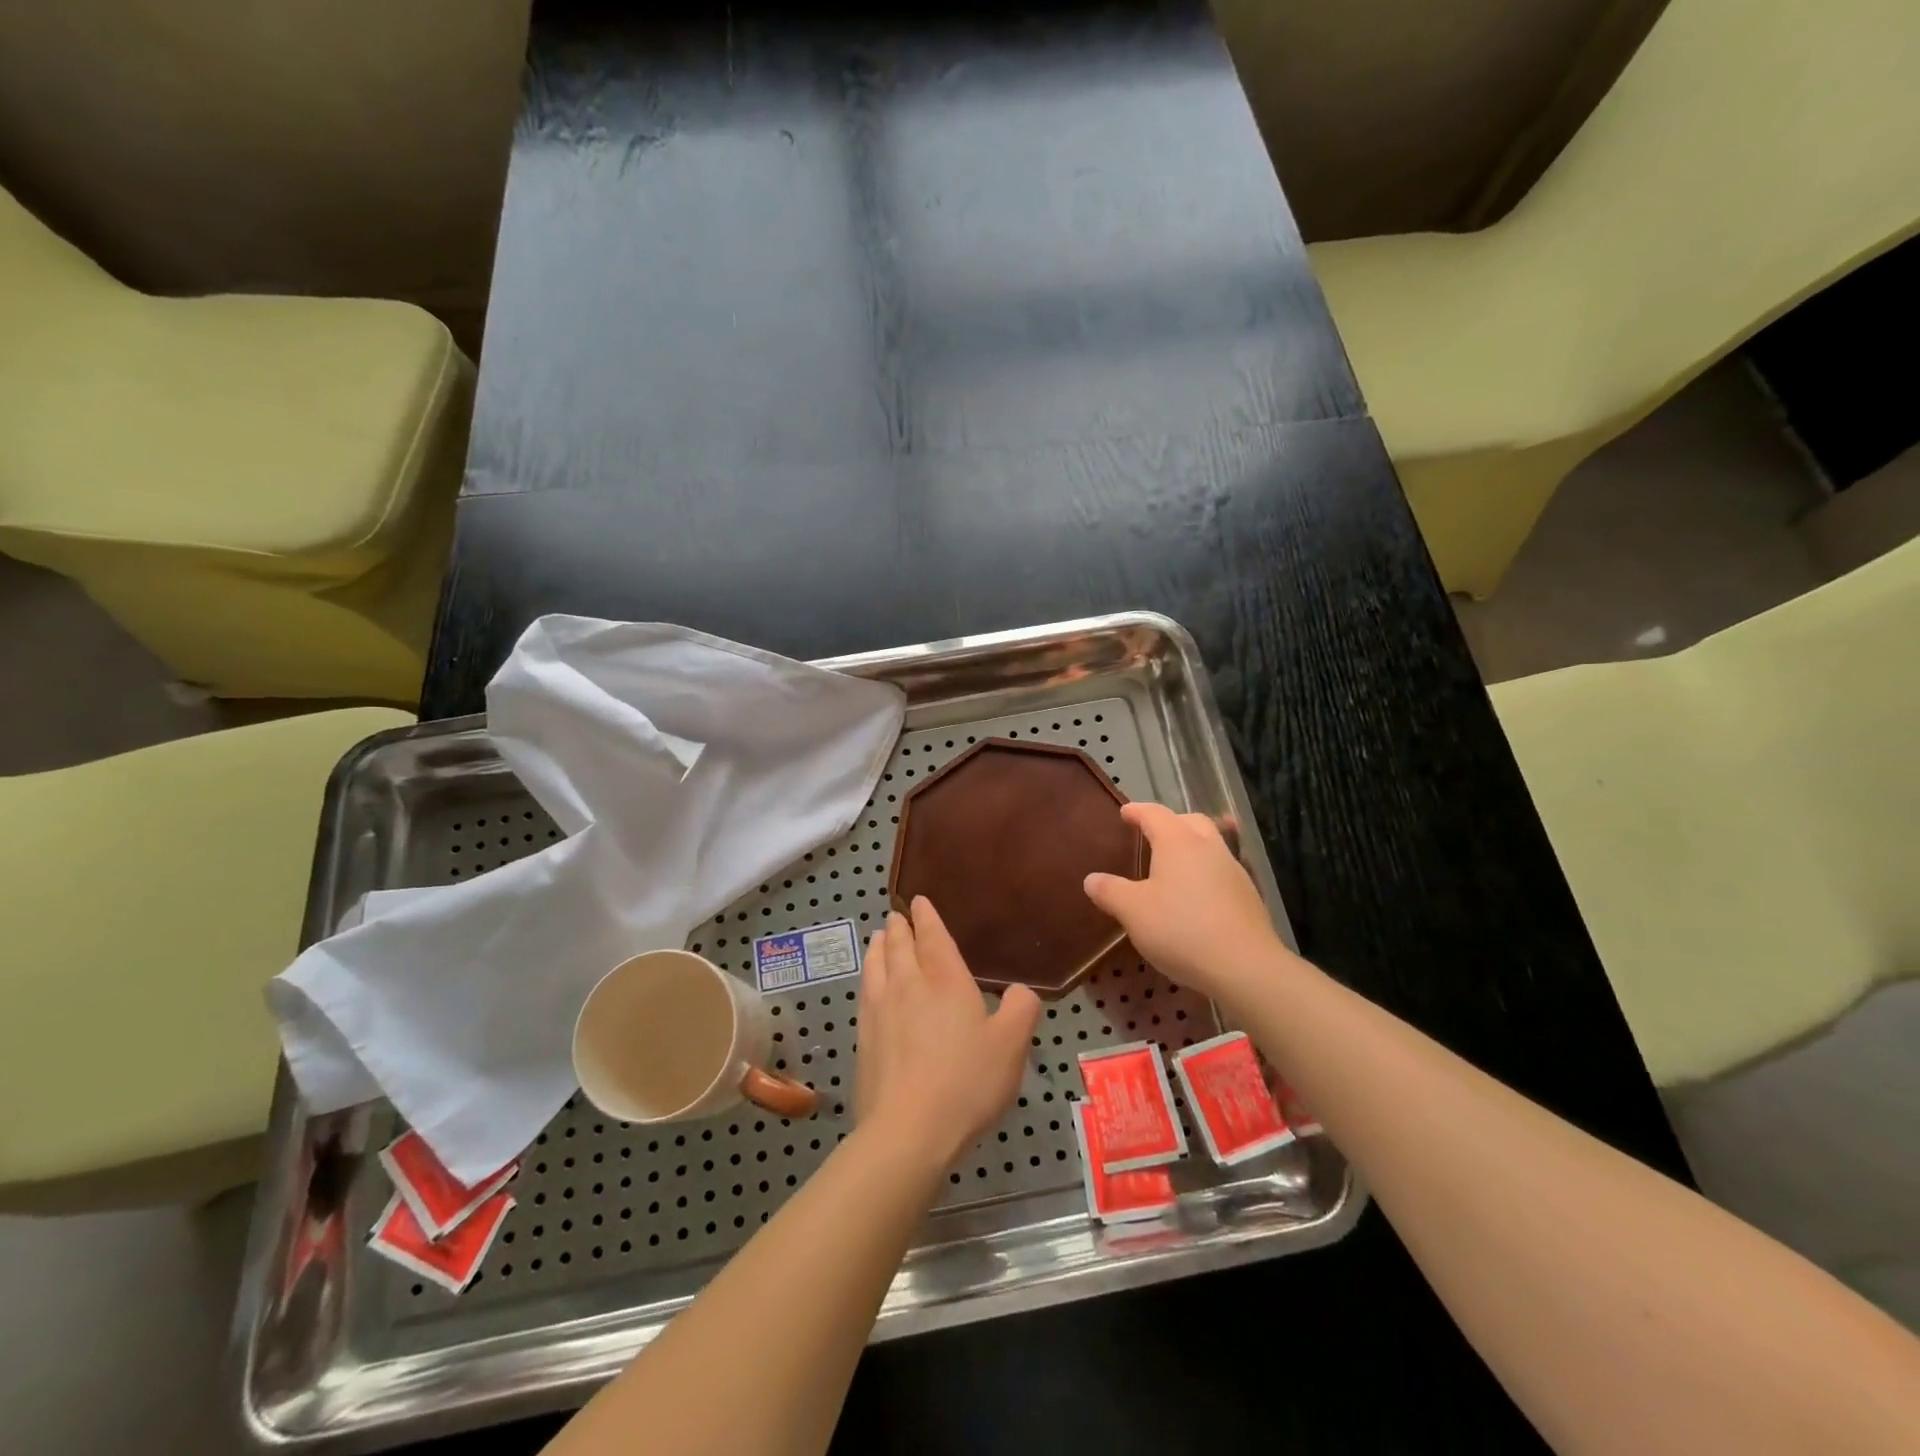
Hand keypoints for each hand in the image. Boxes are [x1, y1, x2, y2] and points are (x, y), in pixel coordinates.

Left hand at [855, 898, 1041, 1170]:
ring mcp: (880, 1010)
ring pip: (876, 964)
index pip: (933, 936)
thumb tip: (1020, 989)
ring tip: (878, 937)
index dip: (927, 917)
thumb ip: (1021, 1009)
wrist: (909, 1129)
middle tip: (898, 916)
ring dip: (879, 946)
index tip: (918, 900)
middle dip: (900, 927)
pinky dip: (868, 975)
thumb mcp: (1012, 1045)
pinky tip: (870, 984)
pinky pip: (865, 991)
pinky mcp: (864, 1036)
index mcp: (945, 980)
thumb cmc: (967, 1081)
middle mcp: (908, 985)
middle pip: (899, 945)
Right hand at [1083, 802, 1295, 1002]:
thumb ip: (1110, 891)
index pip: (1154, 814)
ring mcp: (1234, 871)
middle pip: (1191, 821)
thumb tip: (1092, 879)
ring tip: (1174, 867)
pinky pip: (1222, 872)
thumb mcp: (1133, 912)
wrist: (1245, 966)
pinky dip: (1206, 874)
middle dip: (1171, 822)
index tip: (1125, 813)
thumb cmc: (1181, 929)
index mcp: (1177, 842)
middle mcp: (1208, 848)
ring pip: (1212, 845)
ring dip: (1192, 848)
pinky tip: (1197, 897)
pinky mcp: (1249, 897)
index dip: (1137, 811)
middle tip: (1152, 835)